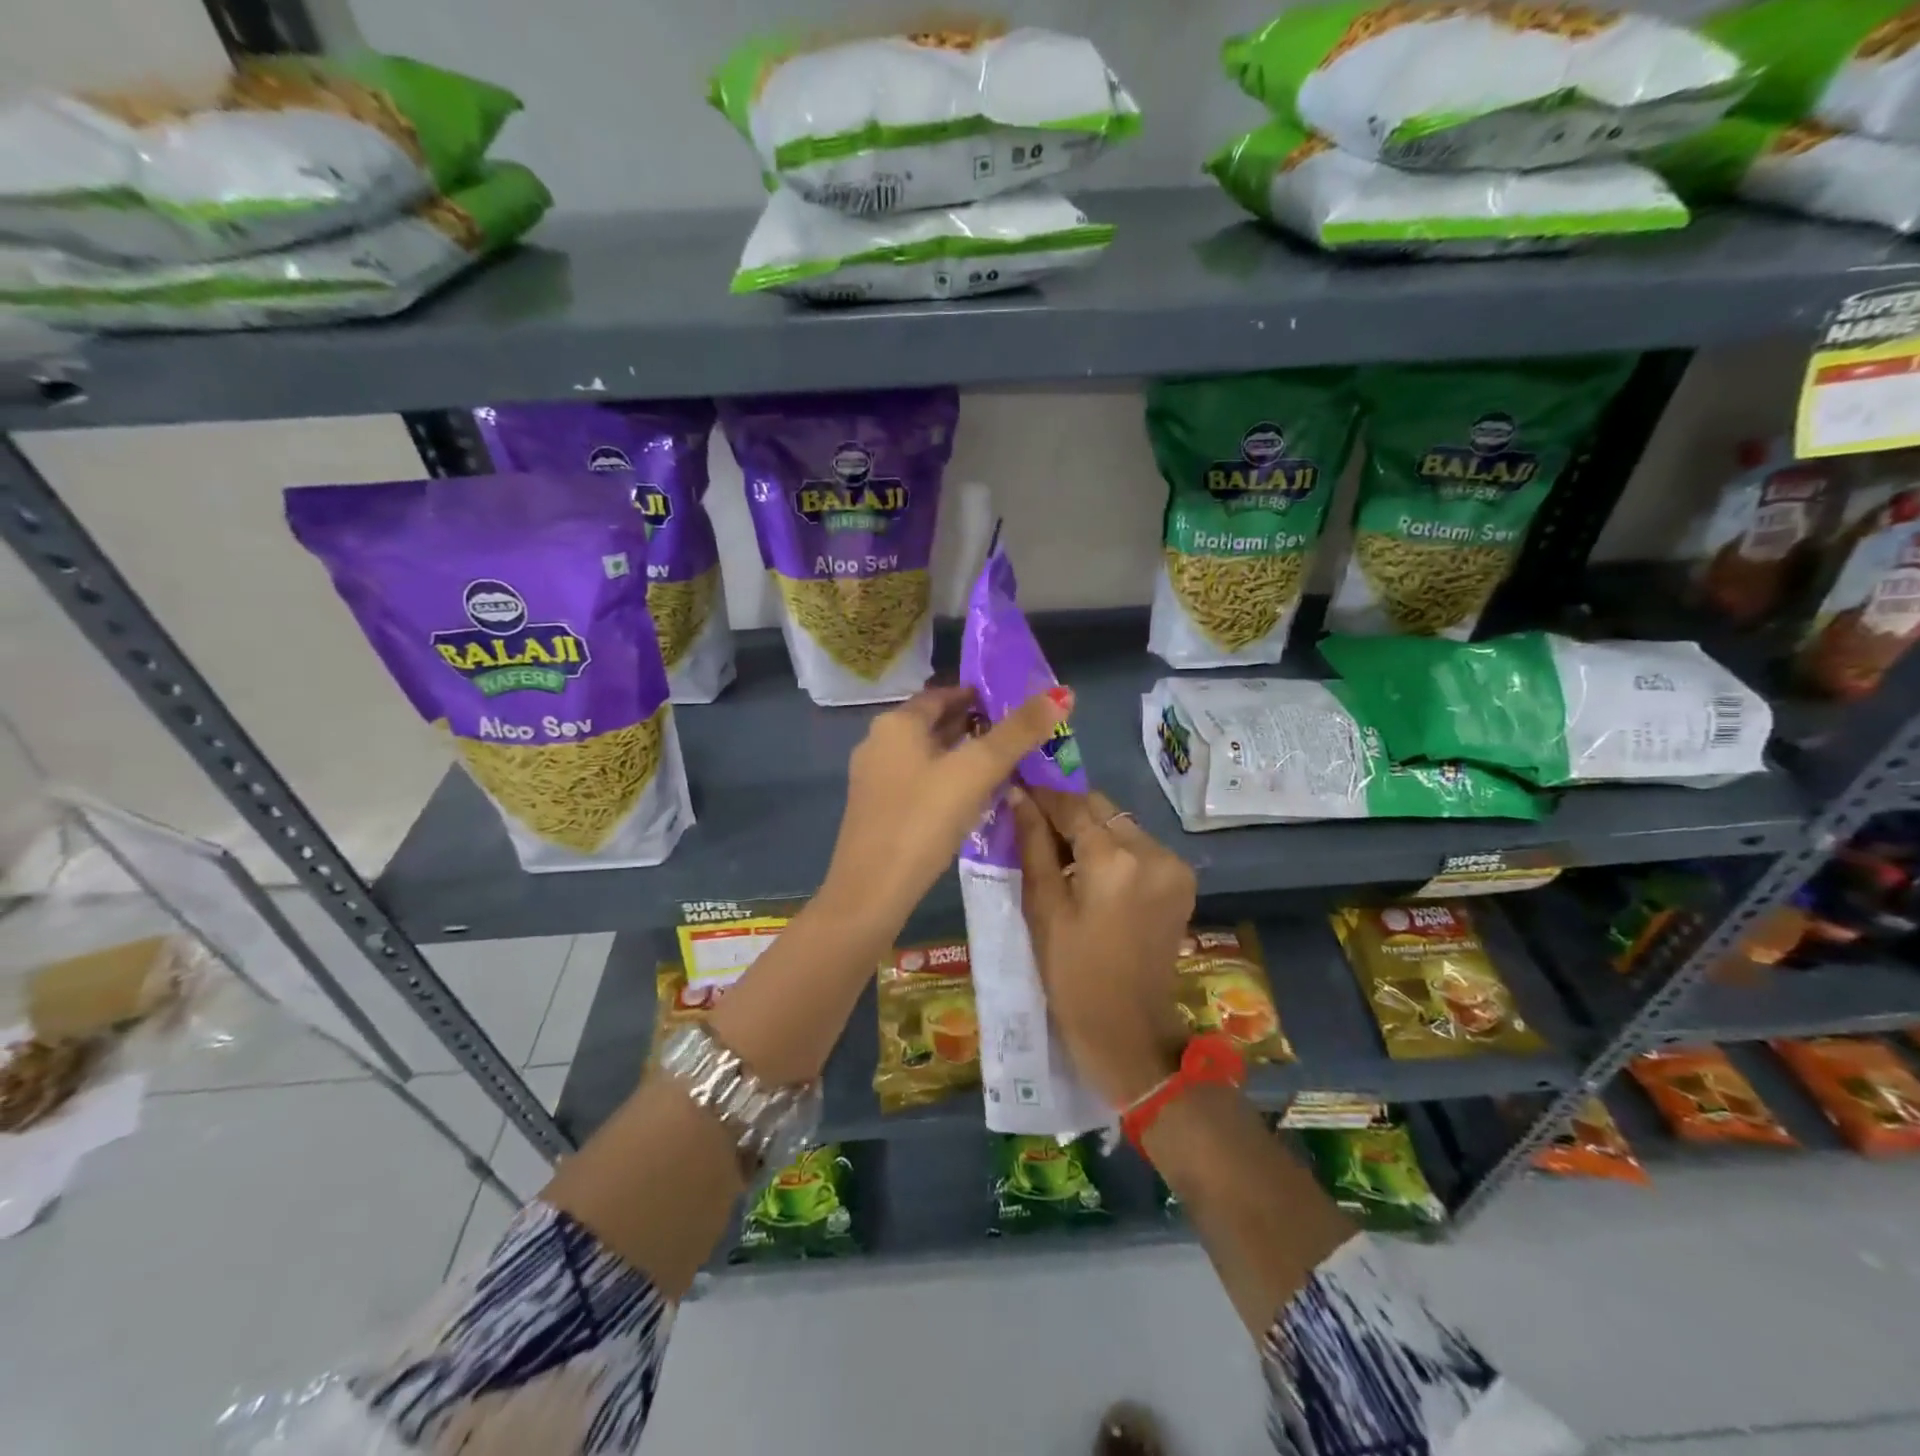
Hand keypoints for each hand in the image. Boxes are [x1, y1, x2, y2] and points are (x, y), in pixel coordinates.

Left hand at [819, 683, 1072, 940]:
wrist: (871, 891)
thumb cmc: (923, 820)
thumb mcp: (976, 771)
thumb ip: (1018, 733)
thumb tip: (1062, 694)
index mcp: (896, 723)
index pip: (943, 694)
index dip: (980, 695)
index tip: (1016, 706)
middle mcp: (879, 742)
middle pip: (935, 724)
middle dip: (975, 727)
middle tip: (1018, 737)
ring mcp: (874, 779)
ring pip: (927, 755)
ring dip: (961, 756)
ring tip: (1003, 766)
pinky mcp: (877, 810)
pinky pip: (919, 782)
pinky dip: (946, 780)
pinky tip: (971, 799)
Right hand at [1008, 786, 1196, 1106]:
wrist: (1128, 1029)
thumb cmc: (1072, 975)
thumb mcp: (1043, 908)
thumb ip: (1033, 845)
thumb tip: (1018, 797)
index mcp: (1115, 860)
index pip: (1072, 805)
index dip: (1042, 794)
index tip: (1017, 787)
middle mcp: (1152, 851)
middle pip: (1101, 808)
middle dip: (1066, 809)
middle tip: (1033, 820)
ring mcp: (1173, 864)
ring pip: (1121, 823)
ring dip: (1090, 827)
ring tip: (1059, 849)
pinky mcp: (1182, 879)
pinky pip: (1139, 845)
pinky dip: (1113, 846)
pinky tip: (1090, 868)